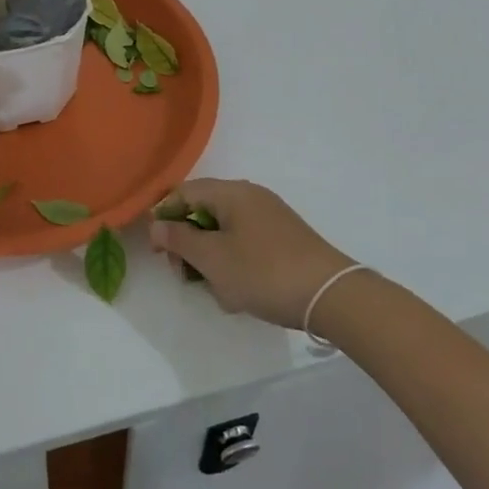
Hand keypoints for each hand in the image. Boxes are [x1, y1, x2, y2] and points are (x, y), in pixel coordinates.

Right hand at [149, 179, 355, 327]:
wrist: (331, 295)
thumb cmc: (264, 272)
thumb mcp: (212, 259)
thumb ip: (179, 239)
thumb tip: (156, 225)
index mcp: (232, 192)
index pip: (184, 192)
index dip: (165, 217)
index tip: (159, 251)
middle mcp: (250, 197)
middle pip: (203, 212)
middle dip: (189, 244)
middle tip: (185, 275)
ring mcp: (270, 218)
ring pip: (224, 233)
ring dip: (212, 261)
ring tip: (219, 292)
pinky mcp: (283, 239)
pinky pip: (245, 245)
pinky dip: (235, 266)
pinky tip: (240, 295)